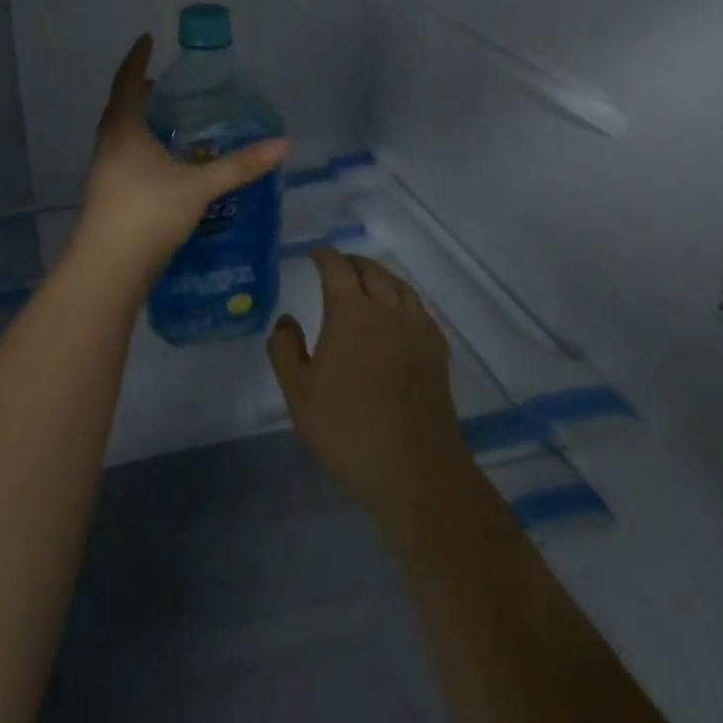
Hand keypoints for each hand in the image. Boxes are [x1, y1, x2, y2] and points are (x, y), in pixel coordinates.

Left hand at [74, 35, 290, 272]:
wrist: (108, 267)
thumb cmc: (149, 213)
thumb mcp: (199, 186)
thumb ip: (240, 166)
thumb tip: (282, 144)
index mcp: (123, 130)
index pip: (128, 82)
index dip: (137, 60)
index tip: (147, 39)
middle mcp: (108, 146)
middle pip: (120, 109)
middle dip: (139, 92)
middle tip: (163, 85)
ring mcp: (103, 173)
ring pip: (120, 136)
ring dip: (139, 123)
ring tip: (166, 123)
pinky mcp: (107, 197)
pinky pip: (123, 159)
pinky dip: (140, 150)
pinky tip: (161, 166)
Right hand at [267, 249, 472, 519]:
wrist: (413, 469)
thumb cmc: (346, 428)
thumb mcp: (298, 391)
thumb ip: (285, 349)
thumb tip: (287, 320)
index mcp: (352, 314)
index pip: (338, 269)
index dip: (325, 256)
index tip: (315, 253)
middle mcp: (388, 312)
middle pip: (372, 271)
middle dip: (352, 262)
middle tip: (336, 266)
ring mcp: (418, 332)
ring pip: (400, 287)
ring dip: (380, 276)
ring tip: (367, 282)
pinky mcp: (437, 354)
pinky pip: (420, 311)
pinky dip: (404, 300)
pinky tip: (399, 315)